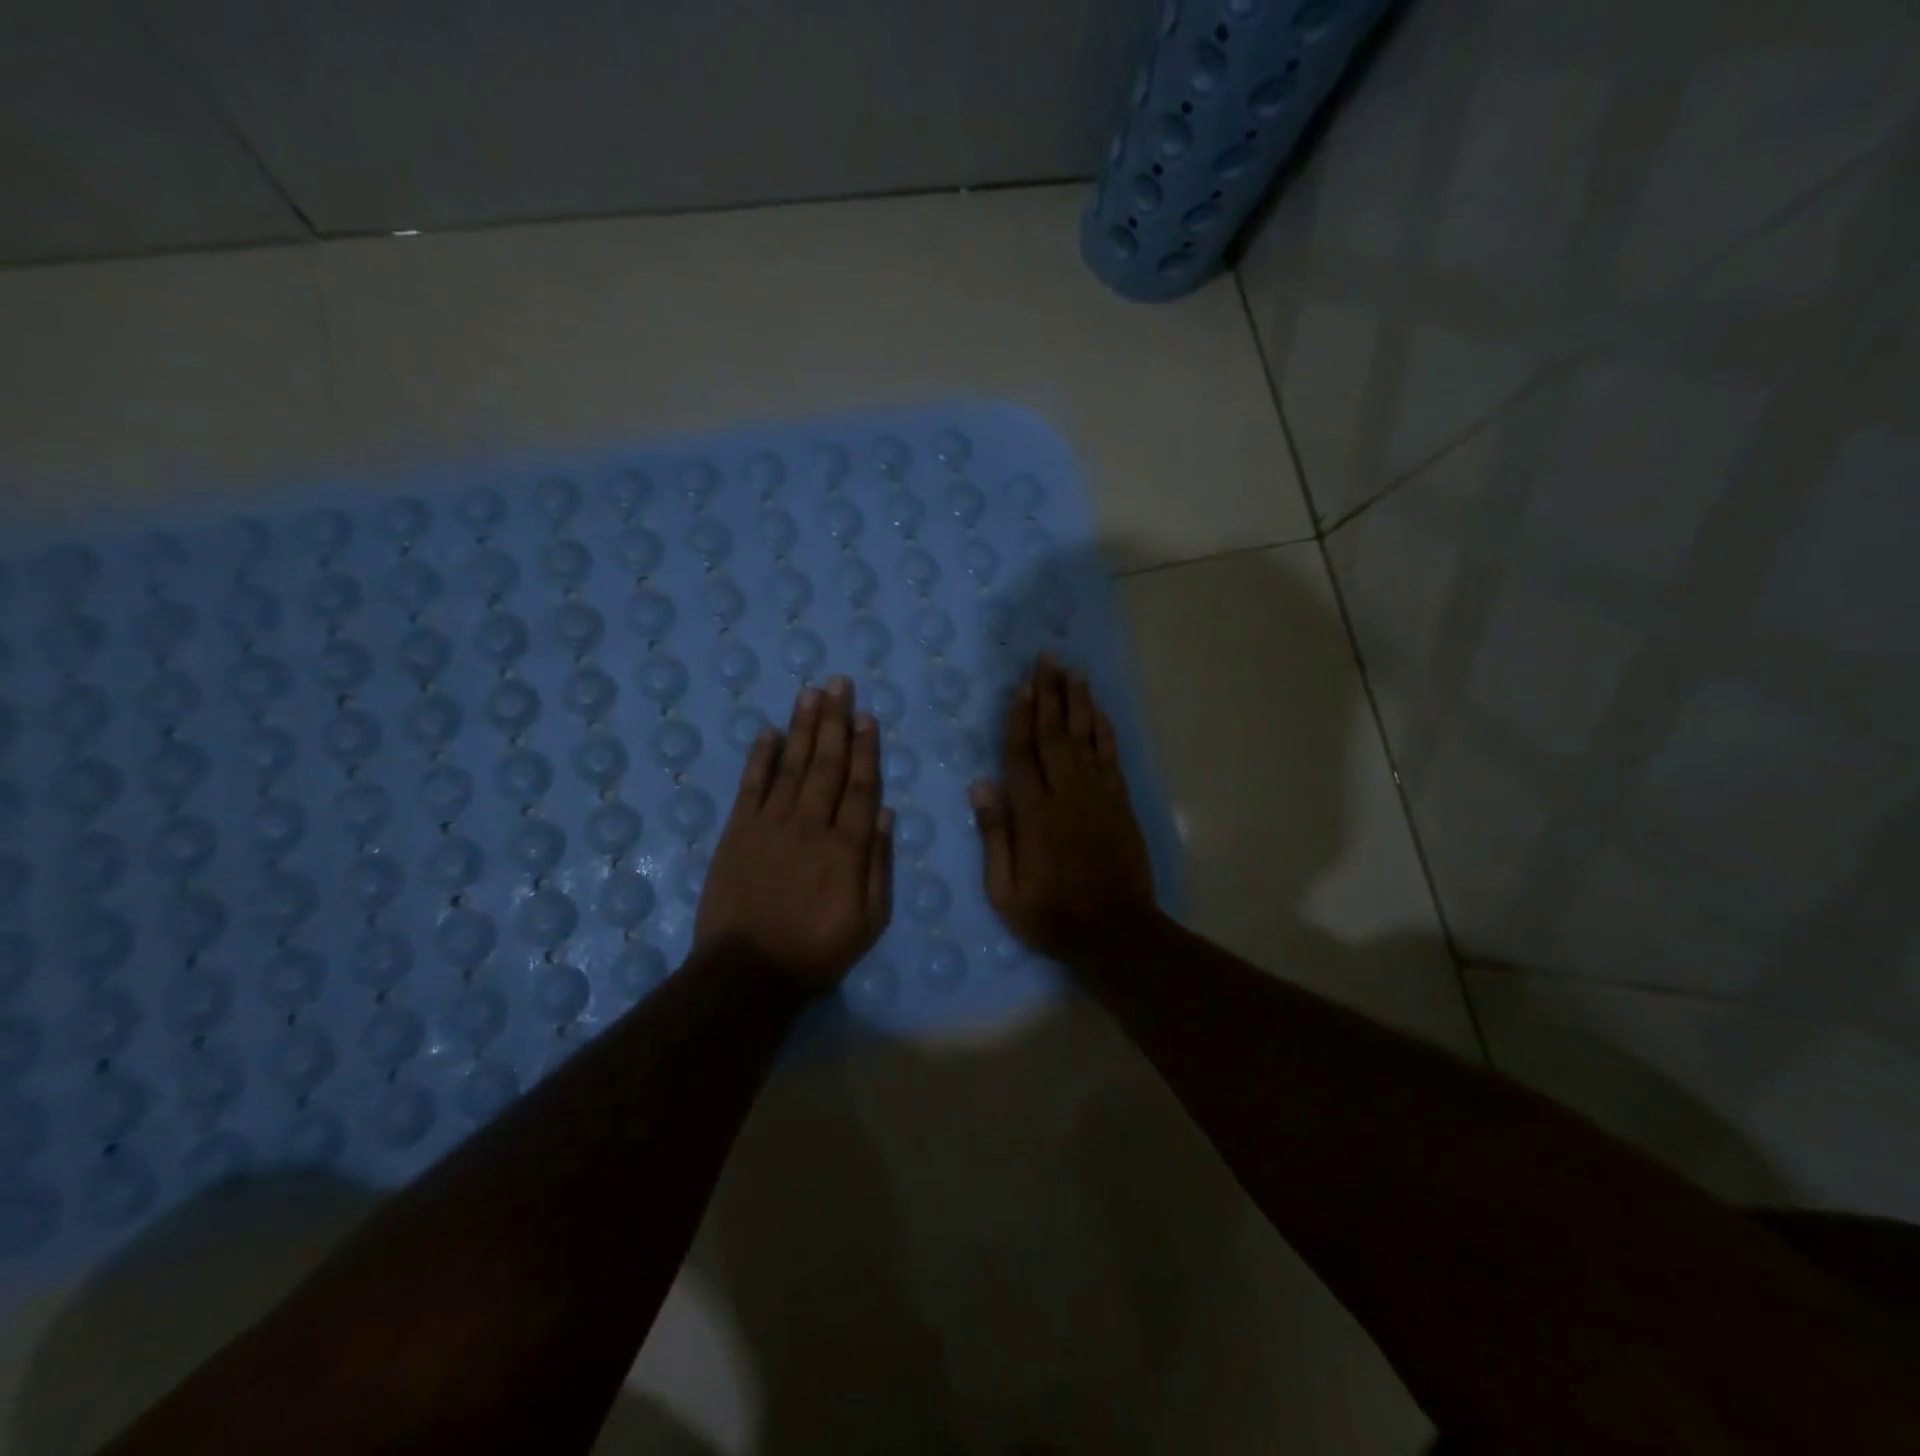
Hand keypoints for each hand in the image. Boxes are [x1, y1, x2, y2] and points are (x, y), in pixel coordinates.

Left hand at [695, 676, 893, 987]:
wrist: (747, 973)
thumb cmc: (817, 950)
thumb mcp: (869, 920)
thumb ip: (879, 864)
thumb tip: (884, 812)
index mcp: (846, 847)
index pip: (859, 785)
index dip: (865, 748)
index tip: (867, 716)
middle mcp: (810, 824)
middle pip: (826, 764)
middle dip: (835, 721)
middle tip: (839, 683)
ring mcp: (770, 824)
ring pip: (791, 765)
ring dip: (803, 727)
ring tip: (811, 692)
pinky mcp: (738, 832)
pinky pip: (751, 786)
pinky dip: (760, 757)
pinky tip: (768, 732)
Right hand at [970, 656, 1157, 961]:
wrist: (1116, 931)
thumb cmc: (1052, 914)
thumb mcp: (1005, 890)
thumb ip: (994, 835)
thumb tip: (981, 784)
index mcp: (1034, 813)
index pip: (1022, 754)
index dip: (1020, 717)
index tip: (1021, 686)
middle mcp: (1066, 793)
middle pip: (1055, 734)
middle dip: (1049, 694)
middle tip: (1046, 660)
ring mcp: (1098, 794)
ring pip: (1086, 736)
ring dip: (1078, 701)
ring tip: (1072, 671)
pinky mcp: (1120, 801)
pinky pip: (1110, 754)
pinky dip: (1103, 728)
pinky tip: (1098, 710)